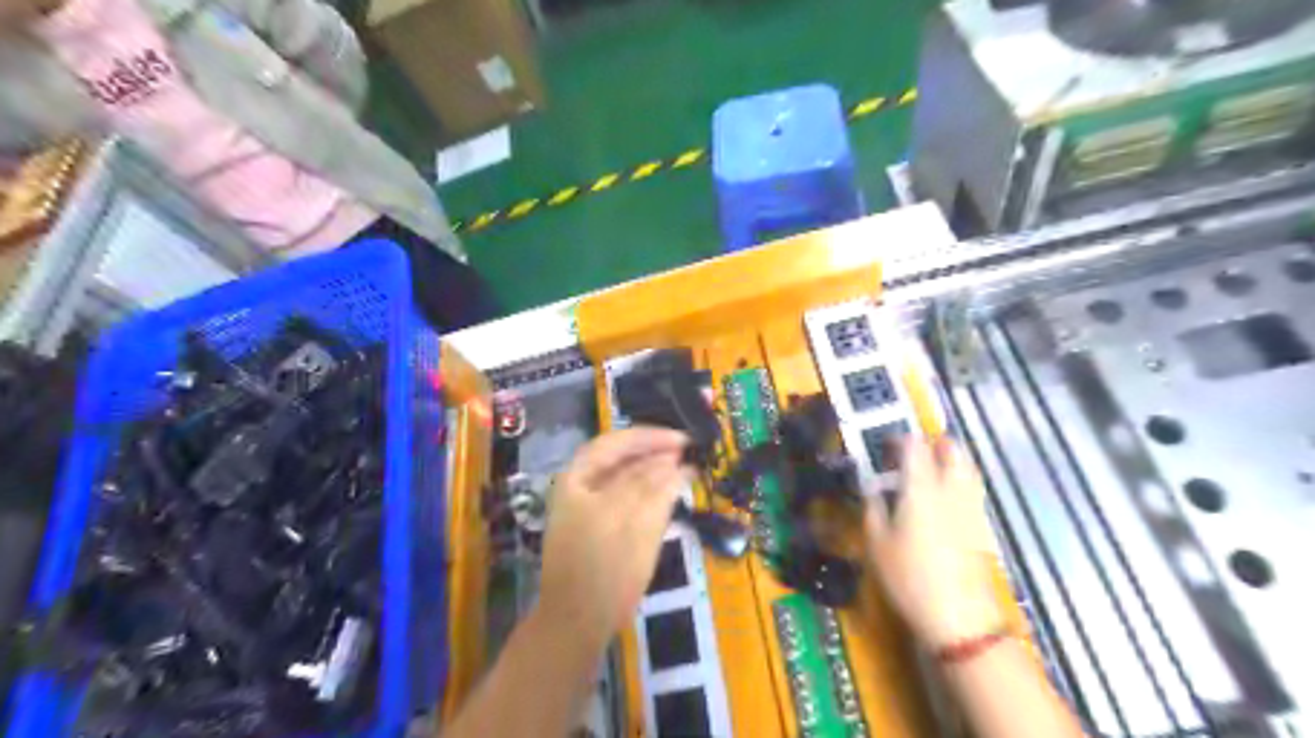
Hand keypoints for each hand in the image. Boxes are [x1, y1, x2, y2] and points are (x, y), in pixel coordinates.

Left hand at [531, 428, 689, 649]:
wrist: (577, 622)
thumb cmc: (603, 569)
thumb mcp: (633, 522)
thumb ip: (653, 487)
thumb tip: (675, 461)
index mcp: (578, 478)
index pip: (617, 443)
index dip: (651, 436)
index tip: (683, 440)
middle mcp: (581, 488)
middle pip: (621, 460)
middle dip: (656, 454)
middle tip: (689, 454)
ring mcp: (590, 510)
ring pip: (626, 480)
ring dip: (655, 473)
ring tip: (685, 471)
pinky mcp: (602, 530)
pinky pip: (628, 501)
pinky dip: (649, 494)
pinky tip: (668, 496)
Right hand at [872, 436, 1002, 646]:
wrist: (959, 618)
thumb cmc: (908, 576)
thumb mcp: (876, 542)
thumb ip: (872, 506)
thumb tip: (870, 486)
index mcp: (920, 488)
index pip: (914, 446)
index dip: (900, 438)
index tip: (885, 444)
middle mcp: (951, 489)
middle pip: (952, 449)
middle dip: (933, 442)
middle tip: (912, 451)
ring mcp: (971, 507)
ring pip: (968, 467)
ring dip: (950, 459)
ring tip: (929, 469)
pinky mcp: (982, 525)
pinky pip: (972, 489)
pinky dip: (959, 481)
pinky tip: (942, 498)